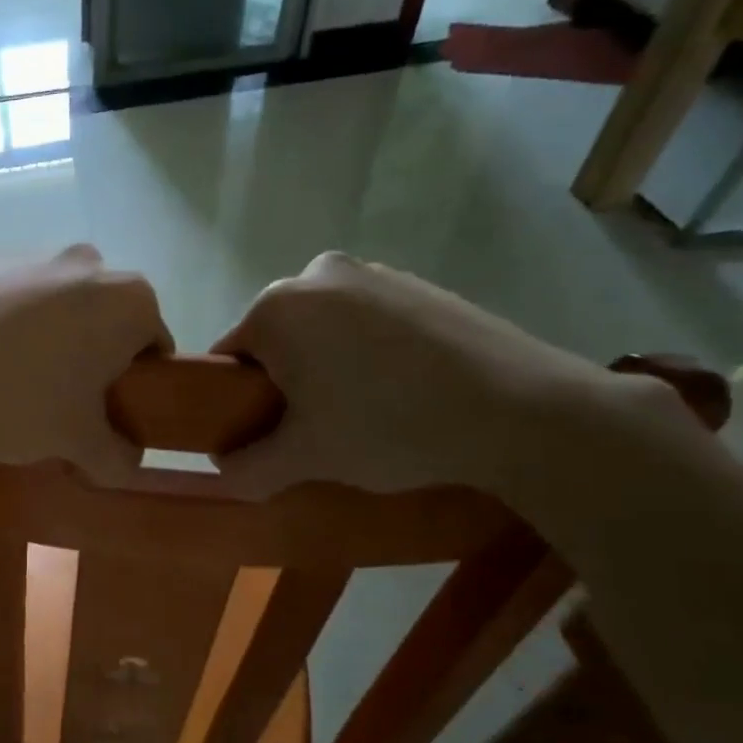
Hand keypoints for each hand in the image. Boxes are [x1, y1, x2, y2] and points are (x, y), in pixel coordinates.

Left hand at [0, 245, 171, 483]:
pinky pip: (8, 298)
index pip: (152, 345)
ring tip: (12, 380)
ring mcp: (29, 255)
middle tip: (61, 400)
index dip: (134, 383)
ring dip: (48, 337)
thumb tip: (128, 464)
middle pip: (103, 318)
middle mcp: (86, 263)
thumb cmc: (20, 403)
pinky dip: (4, 323)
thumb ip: (117, 456)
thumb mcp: (78, 442)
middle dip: (91, 354)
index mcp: (128, 300)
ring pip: (55, 304)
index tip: (105, 411)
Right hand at [211, 253, 656, 496]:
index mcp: (275, 307)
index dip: (237, 401)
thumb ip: (248, 468)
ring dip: (324, 365)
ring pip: (320, 328)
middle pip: (275, 339)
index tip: (266, 434)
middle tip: (315, 427)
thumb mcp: (305, 459)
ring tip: (363, 410)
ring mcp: (371, 272)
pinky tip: (400, 388)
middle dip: (284, 381)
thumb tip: (222, 470)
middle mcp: (315, 274)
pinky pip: (364, 320)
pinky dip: (365, 351)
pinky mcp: (415, 282)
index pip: (228, 358)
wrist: (520, 409)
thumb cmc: (388, 426)